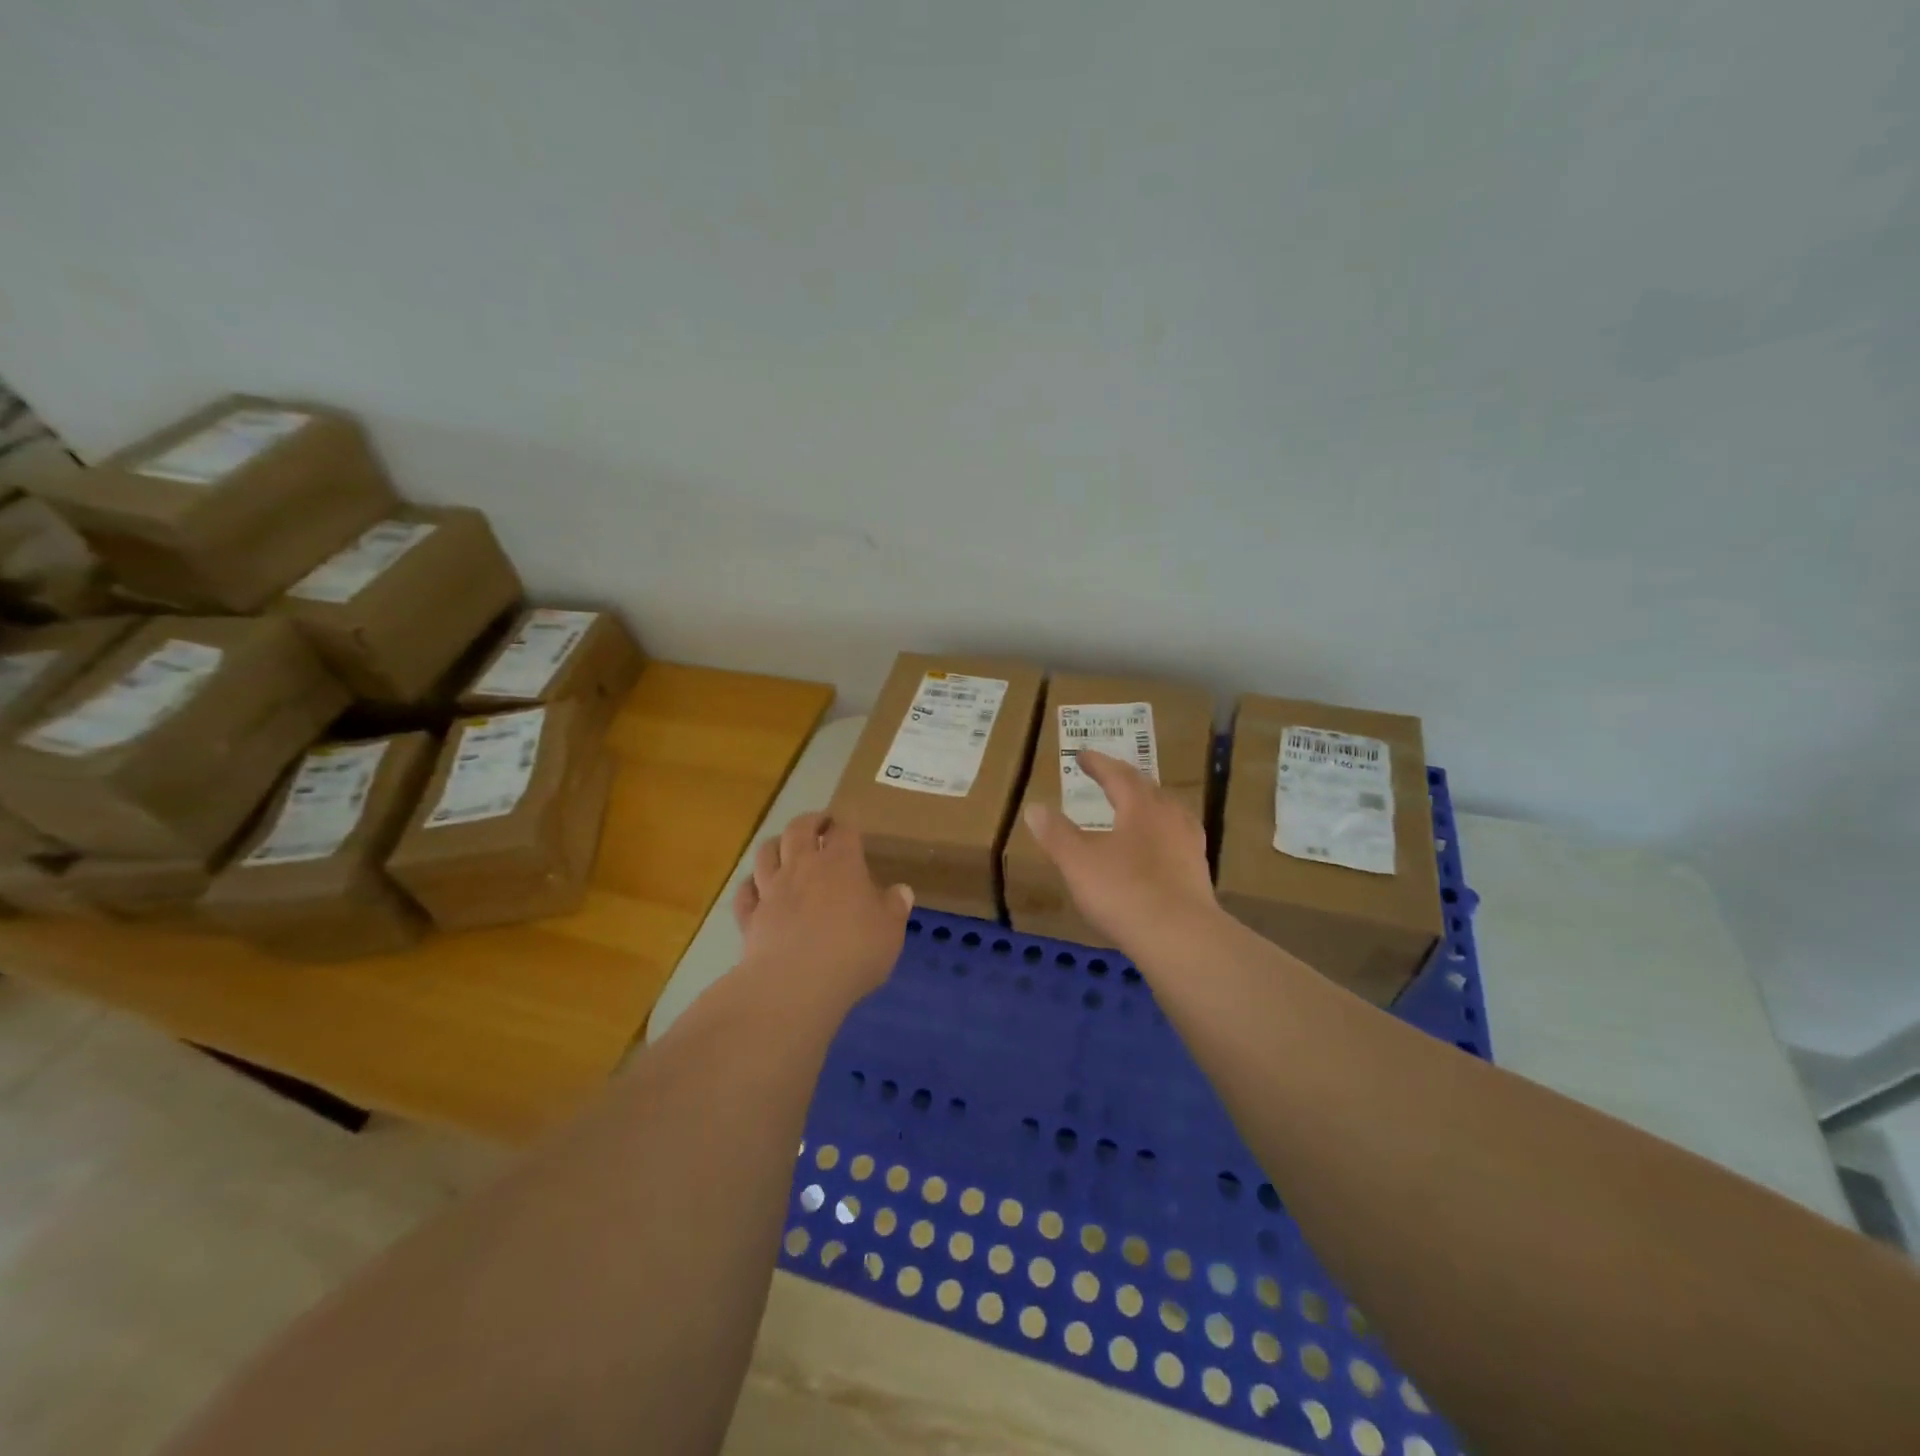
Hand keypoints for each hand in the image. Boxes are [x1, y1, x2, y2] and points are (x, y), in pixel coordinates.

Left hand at [731, 811, 912, 1007]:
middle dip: (809, 821)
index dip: (847, 826)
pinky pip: (745, 892)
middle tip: (819, 824)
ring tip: (784, 846)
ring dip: (775, 844)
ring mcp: (771, 890)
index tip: (850, 828)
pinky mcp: (750, 917)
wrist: (795, 984)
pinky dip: (750, 885)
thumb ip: (895, 908)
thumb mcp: (890, 932)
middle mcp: (802, 867)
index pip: (844, 831)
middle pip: (798, 829)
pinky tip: (756, 888)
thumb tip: (902, 891)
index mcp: (841, 864)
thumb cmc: (853, 952)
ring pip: (765, 852)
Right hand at [1022, 750, 1218, 953]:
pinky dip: (1160, 835)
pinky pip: (1177, 840)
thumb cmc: (1123, 891)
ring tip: (1135, 809)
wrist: (1180, 937)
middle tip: (1109, 777)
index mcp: (1140, 806)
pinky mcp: (1198, 873)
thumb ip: (1056, 833)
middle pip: (1147, 789)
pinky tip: (1155, 851)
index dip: (1098, 764)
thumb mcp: (1077, 861)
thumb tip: (1035, 807)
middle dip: (1125, 780)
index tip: (1081, 755)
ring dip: (1148, 806)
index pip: (1117, 775)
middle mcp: (1169, 817)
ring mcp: (1189, 845)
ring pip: (1168, 813)